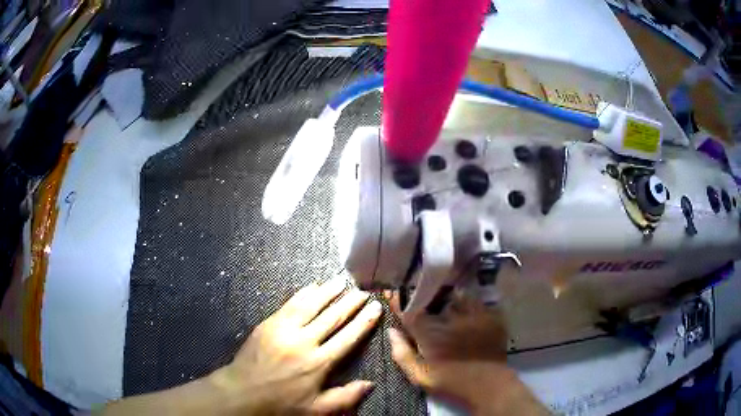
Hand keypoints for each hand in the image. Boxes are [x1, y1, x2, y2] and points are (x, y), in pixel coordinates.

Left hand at [210, 279, 382, 414]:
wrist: (243, 392)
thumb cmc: (282, 402)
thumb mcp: (317, 409)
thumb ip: (345, 397)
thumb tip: (371, 384)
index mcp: (319, 363)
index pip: (347, 337)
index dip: (364, 321)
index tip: (375, 307)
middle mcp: (304, 342)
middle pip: (332, 317)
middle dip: (350, 302)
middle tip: (363, 291)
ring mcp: (285, 330)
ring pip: (311, 305)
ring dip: (328, 292)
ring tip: (341, 281)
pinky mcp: (269, 324)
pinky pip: (290, 304)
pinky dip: (304, 294)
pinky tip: (313, 287)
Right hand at [387, 292, 547, 415]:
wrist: (488, 385)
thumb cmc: (451, 382)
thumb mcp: (420, 376)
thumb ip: (402, 354)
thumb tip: (391, 331)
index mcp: (430, 334)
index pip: (410, 311)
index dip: (400, 303)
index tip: (393, 295)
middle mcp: (450, 319)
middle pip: (433, 300)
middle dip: (426, 299)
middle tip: (424, 302)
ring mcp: (472, 316)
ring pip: (456, 297)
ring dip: (449, 298)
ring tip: (447, 302)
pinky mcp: (489, 316)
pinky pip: (476, 301)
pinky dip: (469, 302)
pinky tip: (467, 310)